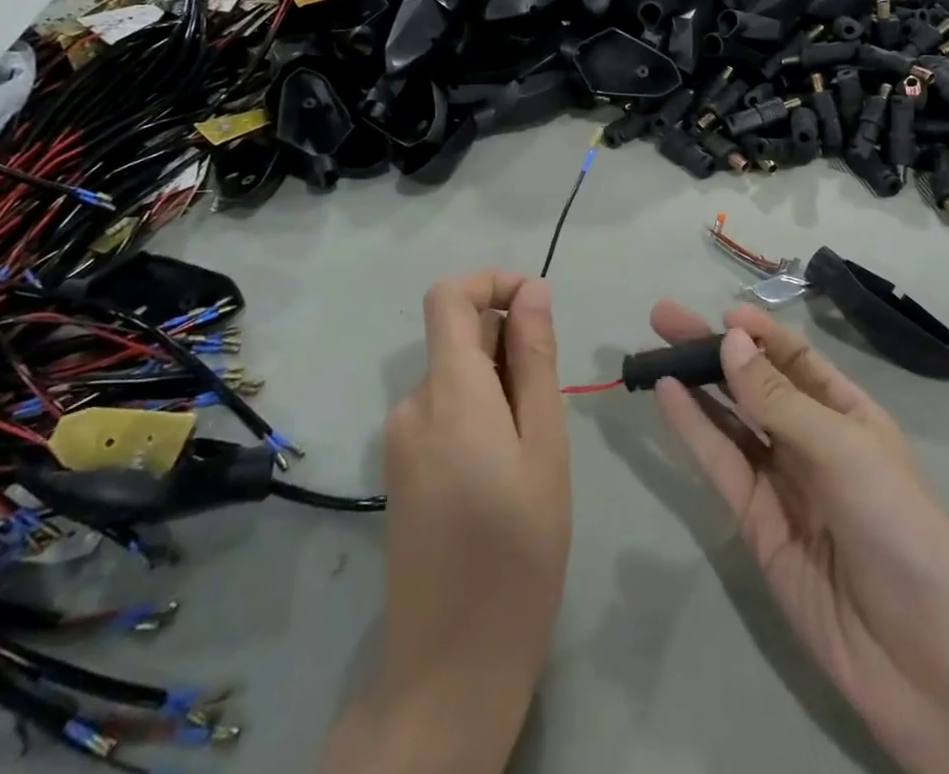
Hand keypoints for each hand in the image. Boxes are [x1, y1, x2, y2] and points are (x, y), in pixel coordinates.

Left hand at [322, 272, 569, 773]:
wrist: (451, 667)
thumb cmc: (518, 551)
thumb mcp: (545, 446)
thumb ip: (535, 359)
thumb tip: (533, 290)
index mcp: (449, 392)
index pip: (448, 296)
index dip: (491, 282)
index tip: (537, 305)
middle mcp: (412, 404)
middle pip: (456, 336)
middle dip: (507, 342)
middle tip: (549, 400)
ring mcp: (400, 438)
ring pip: (454, 375)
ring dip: (497, 382)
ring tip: (533, 445)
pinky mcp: (400, 467)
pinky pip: (442, 409)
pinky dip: (478, 411)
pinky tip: (504, 468)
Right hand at [650, 301, 948, 773]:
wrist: (925, 658)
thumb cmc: (898, 527)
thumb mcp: (843, 449)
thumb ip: (779, 398)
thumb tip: (729, 340)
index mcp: (848, 413)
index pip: (797, 359)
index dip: (759, 333)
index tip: (722, 312)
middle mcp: (812, 440)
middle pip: (755, 383)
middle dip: (714, 348)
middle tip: (663, 317)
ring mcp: (782, 482)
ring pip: (731, 419)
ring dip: (695, 383)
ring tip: (655, 349)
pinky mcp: (756, 523)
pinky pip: (722, 463)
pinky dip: (693, 428)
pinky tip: (667, 395)